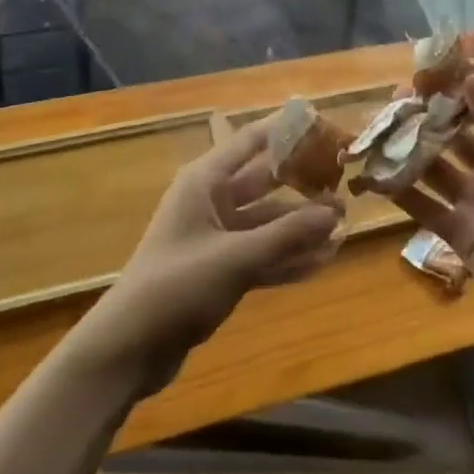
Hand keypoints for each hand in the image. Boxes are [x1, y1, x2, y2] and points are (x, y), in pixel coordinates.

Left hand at [73, 117, 342, 394]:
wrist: (128, 348)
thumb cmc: (177, 286)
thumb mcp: (236, 258)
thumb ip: (287, 235)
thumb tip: (336, 211)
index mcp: (206, 180)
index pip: (252, 141)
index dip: (287, 130)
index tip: (324, 124)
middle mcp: (211, 200)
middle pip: (264, 182)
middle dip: (302, 184)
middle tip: (345, 185)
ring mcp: (214, 236)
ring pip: (266, 222)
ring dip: (299, 226)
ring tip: (343, 228)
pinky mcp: (218, 269)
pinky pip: (260, 254)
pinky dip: (286, 257)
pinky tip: (322, 262)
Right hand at [400, 46, 473, 342]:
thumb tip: (471, 76)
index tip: (455, 46)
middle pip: (456, 132)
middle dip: (432, 112)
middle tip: (400, 91)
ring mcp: (473, 201)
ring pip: (435, 166)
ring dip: (411, 149)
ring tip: (381, 128)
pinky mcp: (458, 232)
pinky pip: (425, 208)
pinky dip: (402, 194)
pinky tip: (376, 177)